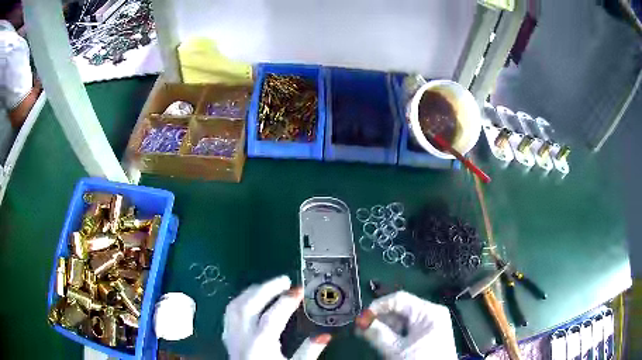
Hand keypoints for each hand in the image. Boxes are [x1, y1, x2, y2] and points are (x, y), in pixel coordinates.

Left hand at [223, 275, 331, 359]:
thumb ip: (308, 353)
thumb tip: (324, 336)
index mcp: (260, 345)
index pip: (272, 316)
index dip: (286, 301)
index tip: (299, 290)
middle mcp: (242, 338)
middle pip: (248, 305)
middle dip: (266, 288)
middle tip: (284, 280)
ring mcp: (232, 337)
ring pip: (234, 306)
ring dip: (250, 292)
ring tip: (266, 286)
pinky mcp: (228, 340)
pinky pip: (228, 315)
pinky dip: (239, 302)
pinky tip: (248, 300)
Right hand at [355, 291, 457, 359]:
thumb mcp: (396, 349)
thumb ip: (377, 334)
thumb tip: (360, 322)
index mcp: (428, 311)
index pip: (399, 299)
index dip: (378, 306)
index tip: (361, 318)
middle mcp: (432, 313)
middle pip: (401, 309)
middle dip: (380, 319)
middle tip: (362, 330)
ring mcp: (431, 323)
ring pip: (403, 320)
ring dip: (386, 328)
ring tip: (370, 337)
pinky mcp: (429, 333)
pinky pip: (409, 328)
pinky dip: (395, 334)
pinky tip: (384, 341)